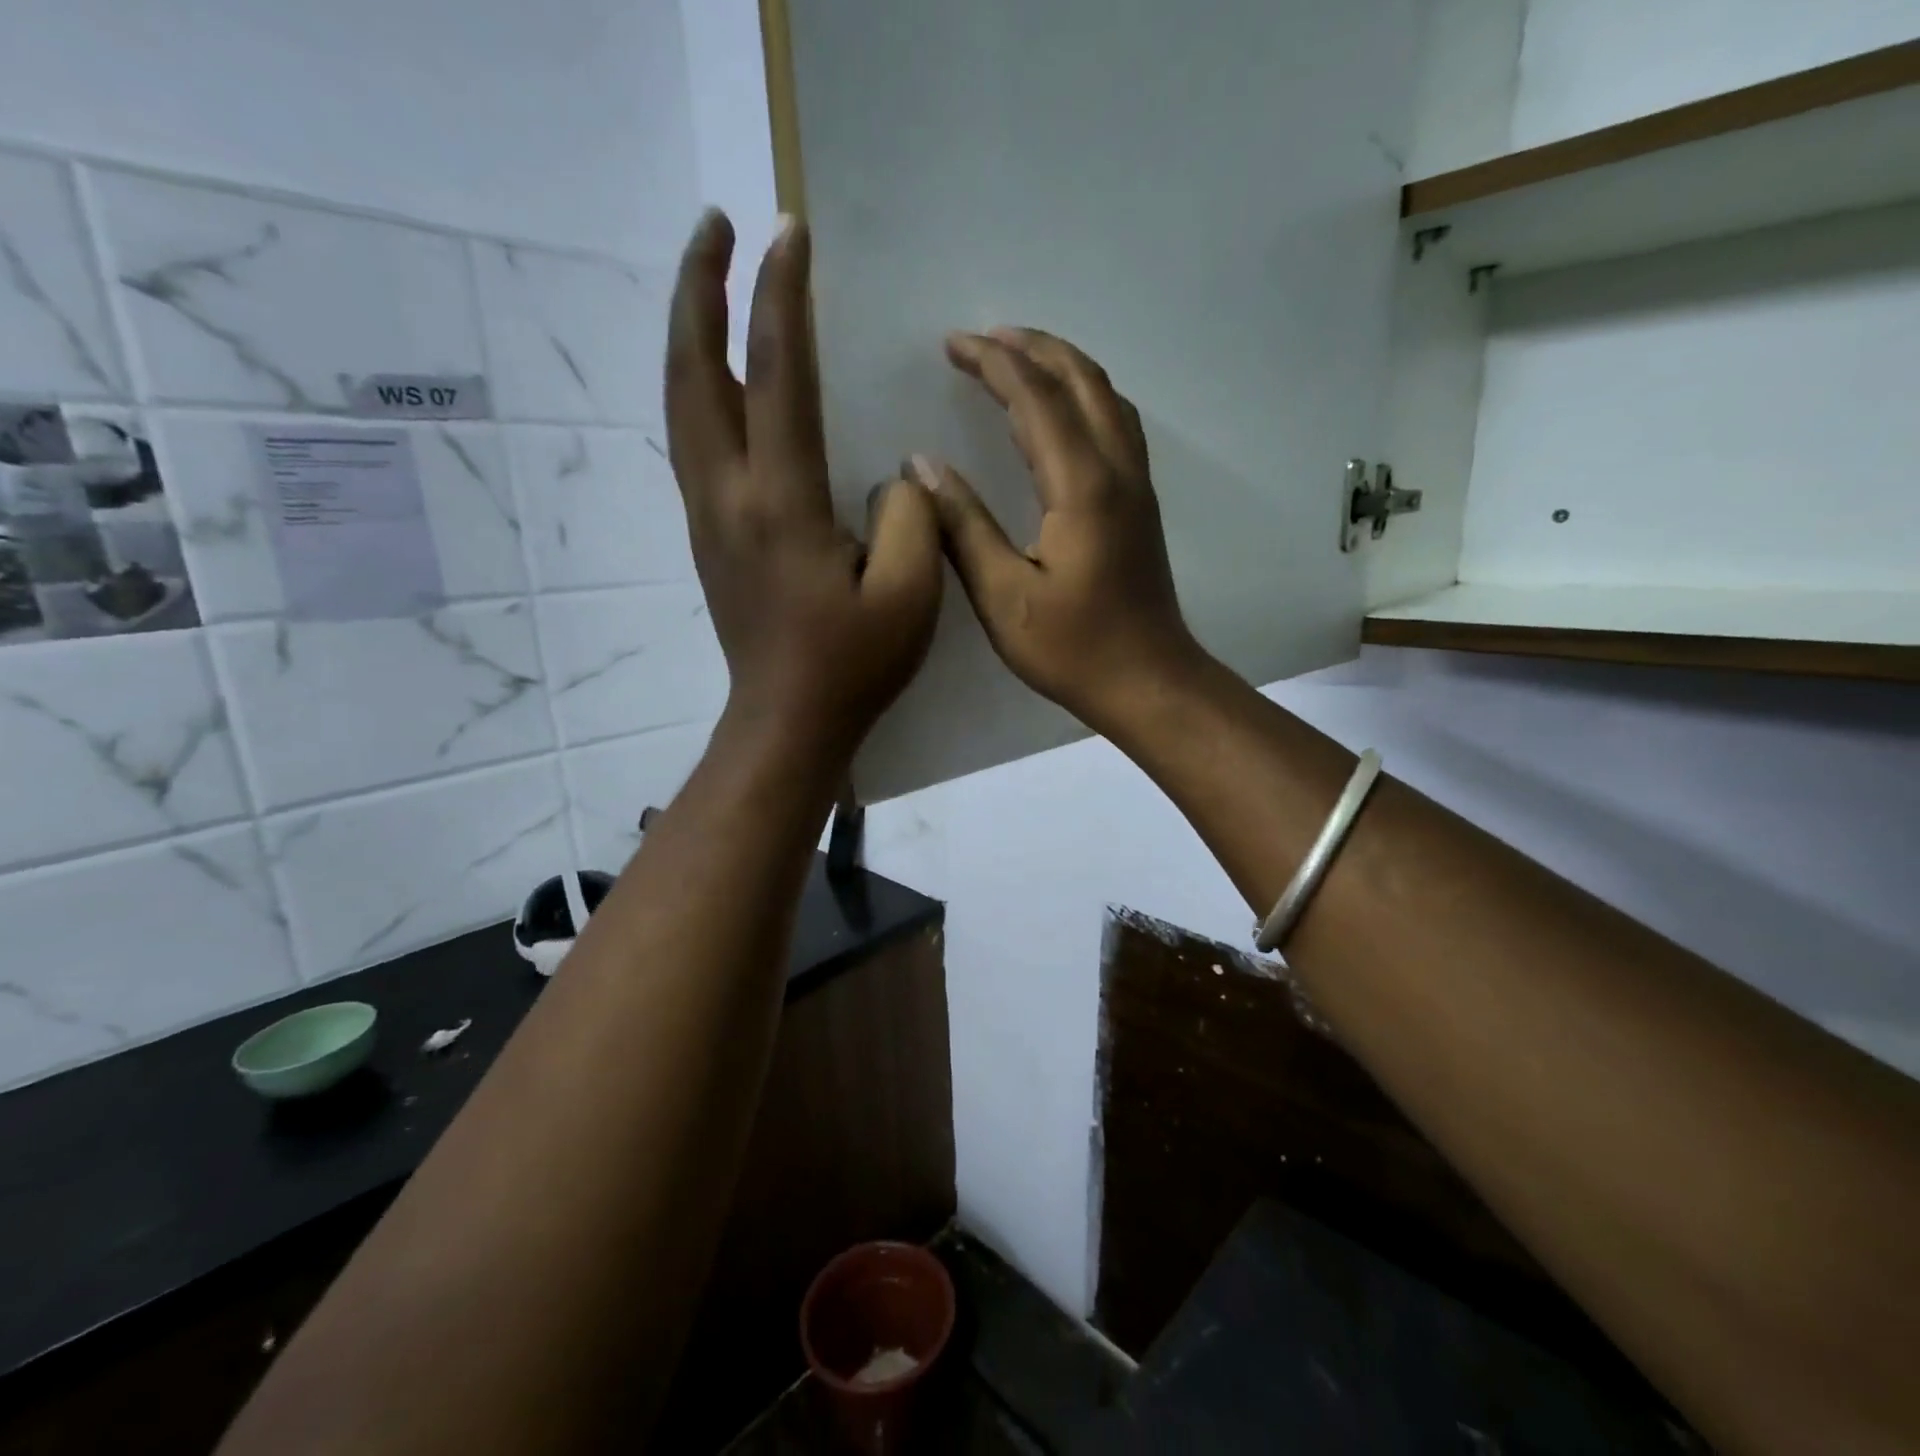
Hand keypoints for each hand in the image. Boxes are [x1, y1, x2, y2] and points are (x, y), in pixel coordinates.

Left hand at [665, 211, 941, 764]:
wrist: (787, 721)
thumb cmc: (853, 665)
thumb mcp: (909, 597)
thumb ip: (909, 518)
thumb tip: (890, 475)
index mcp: (782, 505)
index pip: (779, 376)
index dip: (783, 298)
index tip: (790, 231)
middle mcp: (728, 496)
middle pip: (695, 371)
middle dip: (700, 289)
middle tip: (715, 225)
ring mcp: (708, 515)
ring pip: (682, 403)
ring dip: (689, 332)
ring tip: (708, 281)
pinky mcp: (708, 535)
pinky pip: (690, 438)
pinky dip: (695, 384)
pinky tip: (716, 372)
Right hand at [915, 328, 1202, 732]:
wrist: (1148, 683)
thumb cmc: (1073, 649)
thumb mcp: (1003, 596)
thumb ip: (963, 526)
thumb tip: (922, 466)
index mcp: (1081, 486)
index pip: (1035, 398)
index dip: (992, 363)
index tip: (951, 344)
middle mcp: (1117, 470)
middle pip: (1081, 380)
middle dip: (1030, 348)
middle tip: (982, 338)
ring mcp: (1137, 485)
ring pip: (1106, 397)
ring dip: (1063, 365)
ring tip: (1019, 358)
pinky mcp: (1141, 504)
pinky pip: (1117, 423)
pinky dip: (1086, 396)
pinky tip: (1065, 411)